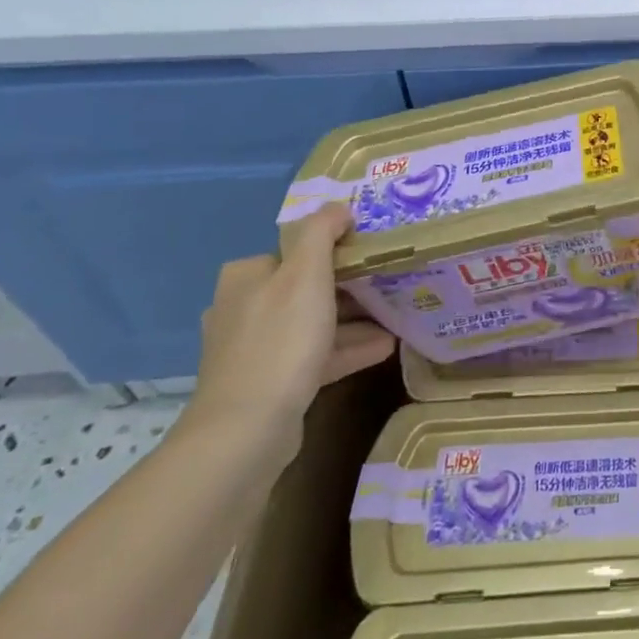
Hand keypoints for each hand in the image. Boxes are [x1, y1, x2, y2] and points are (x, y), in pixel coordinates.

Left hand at [183, 204, 395, 458]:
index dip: (334, 249)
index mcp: (245, 278)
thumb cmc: (281, 340)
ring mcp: (252, 350)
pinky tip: (384, 347)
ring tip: (396, 317)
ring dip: (353, 320)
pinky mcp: (267, 384)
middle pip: (305, 288)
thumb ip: (321, 232)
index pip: (294, 251)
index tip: (370, 253)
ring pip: (312, 324)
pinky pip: (313, 356)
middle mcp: (242, 309)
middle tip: (389, 283)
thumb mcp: (306, 273)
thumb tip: (338, 207)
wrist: (247, 431)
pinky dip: (346, 349)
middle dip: (348, 287)